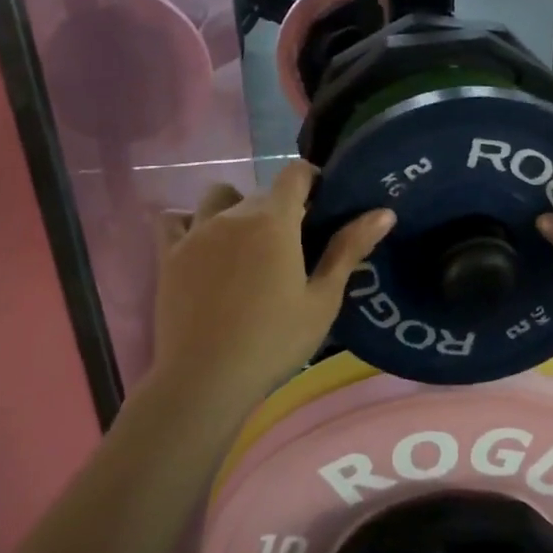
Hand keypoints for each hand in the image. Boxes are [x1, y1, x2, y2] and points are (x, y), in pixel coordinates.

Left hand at [152, 162, 393, 410]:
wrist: (205, 379)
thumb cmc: (274, 341)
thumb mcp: (323, 299)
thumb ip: (349, 249)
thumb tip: (384, 212)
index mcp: (274, 220)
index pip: (295, 174)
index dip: (313, 180)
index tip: (324, 205)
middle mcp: (233, 214)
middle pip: (262, 191)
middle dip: (282, 206)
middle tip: (296, 245)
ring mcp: (196, 233)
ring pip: (219, 198)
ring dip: (237, 208)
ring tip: (248, 243)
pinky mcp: (169, 255)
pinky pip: (174, 220)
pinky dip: (190, 222)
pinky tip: (203, 246)